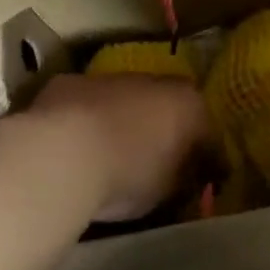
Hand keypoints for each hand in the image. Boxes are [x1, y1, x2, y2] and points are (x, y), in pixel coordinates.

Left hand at [27, 73, 209, 221]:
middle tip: (155, 159)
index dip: (204, 155)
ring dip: (122, 119)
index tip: (200, 175)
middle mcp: (154, 81)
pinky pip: (86, 104)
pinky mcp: (69, 83)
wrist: (62, 154)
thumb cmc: (128, 174)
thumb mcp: (167, 190)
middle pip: (166, 105)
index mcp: (188, 105)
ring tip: (111, 153)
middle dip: (162, 128)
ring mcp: (109, 78)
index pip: (207, 131)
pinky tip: (75, 145)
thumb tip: (187, 175)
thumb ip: (182, 178)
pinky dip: (86, 120)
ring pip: (124, 99)